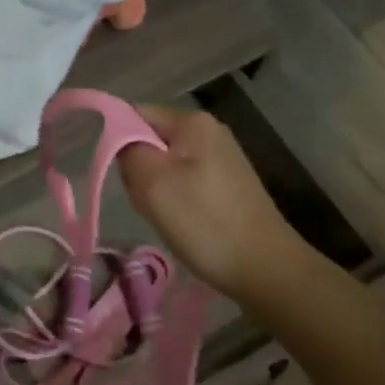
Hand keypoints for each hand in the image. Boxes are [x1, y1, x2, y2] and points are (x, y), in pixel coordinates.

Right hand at [119, 105, 309, 296]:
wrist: (266, 270)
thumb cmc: (205, 223)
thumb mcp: (152, 182)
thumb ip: (127, 149)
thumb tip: (118, 136)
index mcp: (193, 121)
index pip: (134, 115)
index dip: (118, 142)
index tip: (126, 177)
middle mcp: (209, 131)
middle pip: (149, 138)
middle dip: (139, 168)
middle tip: (146, 200)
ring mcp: (221, 157)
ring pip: (164, 163)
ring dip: (155, 187)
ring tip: (164, 215)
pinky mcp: (227, 183)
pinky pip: (183, 180)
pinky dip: (174, 199)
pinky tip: (182, 222)